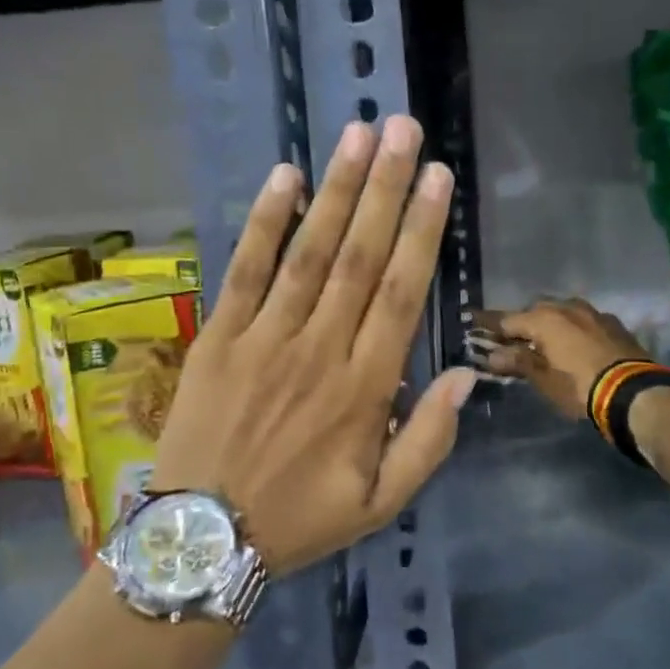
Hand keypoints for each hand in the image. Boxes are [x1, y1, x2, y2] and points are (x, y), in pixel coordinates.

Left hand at [152, 115, 477, 576]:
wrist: (202, 539)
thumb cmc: (300, 518)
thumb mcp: (382, 502)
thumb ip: (430, 440)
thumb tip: (466, 374)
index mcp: (365, 389)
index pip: (401, 293)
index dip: (421, 230)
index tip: (437, 178)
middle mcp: (318, 350)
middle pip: (359, 256)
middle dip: (385, 187)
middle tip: (403, 129)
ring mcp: (264, 338)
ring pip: (308, 252)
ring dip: (336, 190)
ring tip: (357, 135)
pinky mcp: (220, 336)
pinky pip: (245, 270)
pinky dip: (266, 222)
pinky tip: (286, 176)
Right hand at [478, 299, 651, 423]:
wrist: (634, 392)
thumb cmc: (579, 387)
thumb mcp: (543, 380)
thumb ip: (518, 362)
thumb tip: (493, 354)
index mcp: (544, 319)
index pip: (506, 319)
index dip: (487, 323)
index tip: (471, 320)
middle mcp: (566, 307)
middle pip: (535, 311)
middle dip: (521, 323)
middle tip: (511, 339)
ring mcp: (593, 313)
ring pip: (561, 312)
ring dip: (549, 323)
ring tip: (543, 340)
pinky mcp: (613, 323)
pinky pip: (583, 320)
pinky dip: (571, 329)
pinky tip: (573, 343)